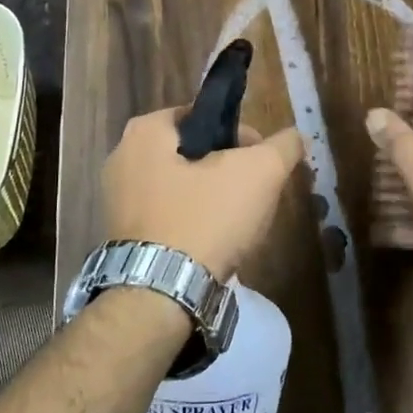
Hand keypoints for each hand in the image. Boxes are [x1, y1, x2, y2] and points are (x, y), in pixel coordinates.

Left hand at [103, 108, 305, 279]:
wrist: (160, 296)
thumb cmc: (206, 219)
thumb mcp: (259, 173)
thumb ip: (283, 146)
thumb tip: (296, 136)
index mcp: (145, 131)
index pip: (204, 115)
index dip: (241, 134)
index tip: (262, 161)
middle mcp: (121, 158)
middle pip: (192, 152)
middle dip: (228, 169)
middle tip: (255, 193)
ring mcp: (117, 200)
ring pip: (181, 186)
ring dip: (211, 198)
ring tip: (239, 222)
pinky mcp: (121, 236)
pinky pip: (167, 216)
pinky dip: (191, 223)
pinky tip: (213, 244)